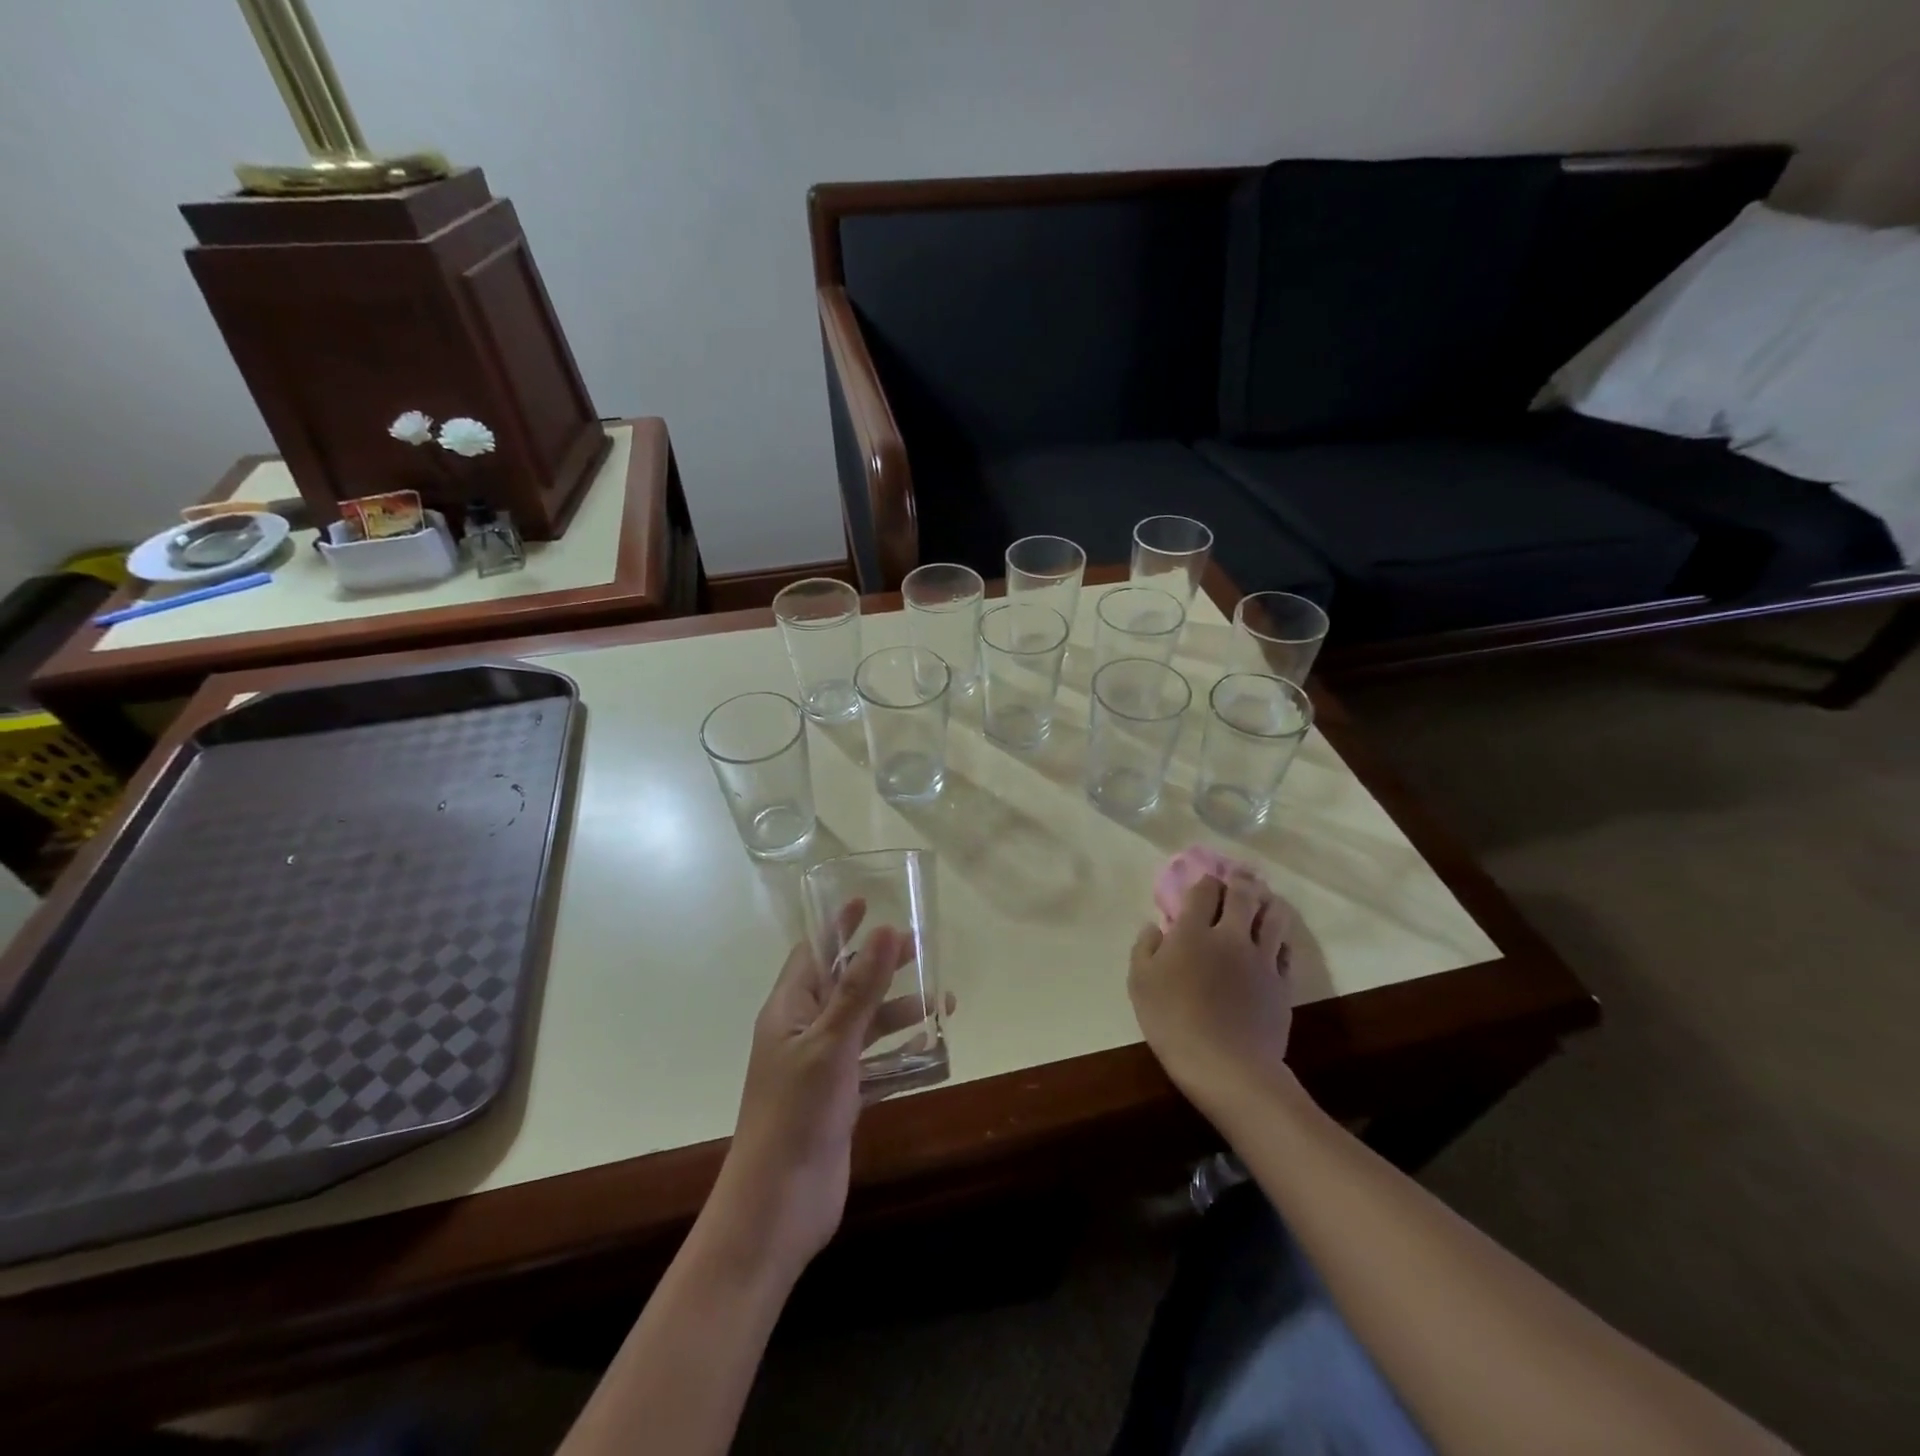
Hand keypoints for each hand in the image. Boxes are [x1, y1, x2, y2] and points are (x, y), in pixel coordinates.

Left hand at [712, 902, 918, 1274]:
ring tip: (942, 1000)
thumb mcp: (832, 1043)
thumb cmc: (797, 1113)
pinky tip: (932, 1048)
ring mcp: (822, 1068)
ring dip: (898, 1010)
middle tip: (920, 947)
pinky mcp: (840, 1099)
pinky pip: (874, 1062)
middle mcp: (803, 1032)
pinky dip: (900, 1052)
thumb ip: (860, 989)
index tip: (866, 901)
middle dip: (878, 964)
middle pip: (844, 984)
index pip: (812, 953)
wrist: (778, 1206)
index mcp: (788, 1010)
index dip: (837, 927)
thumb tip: (885, 930)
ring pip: (864, 1024)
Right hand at [1128, 871, 1293, 1115]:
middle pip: (1243, 894)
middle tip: (1239, 876)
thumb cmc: (1173, 1022)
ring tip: (1263, 900)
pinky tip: (1275, 939)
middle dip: (1240, 880)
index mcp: (1193, 931)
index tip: (1203, 882)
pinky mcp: (1281, 981)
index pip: (1204, 890)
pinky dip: (1280, 937)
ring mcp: (1261, 958)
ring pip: (1273, 915)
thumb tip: (1154, 927)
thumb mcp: (1140, 984)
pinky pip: (1286, 948)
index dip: (1205, 881)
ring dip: (1268, 901)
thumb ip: (1145, 948)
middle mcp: (1230, 935)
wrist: (1226, 1066)